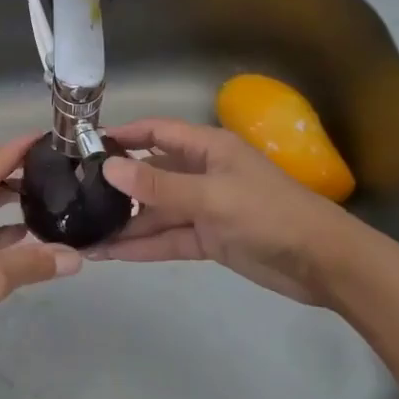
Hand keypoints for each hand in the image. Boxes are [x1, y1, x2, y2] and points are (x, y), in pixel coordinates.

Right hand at [95, 118, 350, 304]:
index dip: (122, 135)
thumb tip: (107, 168)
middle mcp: (200, 173)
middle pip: (149, 174)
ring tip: (82, 233)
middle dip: (115, 186)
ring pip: (154, 211)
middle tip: (73, 196)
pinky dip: (141, 246)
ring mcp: (203, 208)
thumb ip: (159, 185)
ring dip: (123, 222)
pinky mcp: (207, 239)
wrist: (325, 265)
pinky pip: (166, 238)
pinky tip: (109, 254)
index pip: (155, 132)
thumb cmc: (270, 215)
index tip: (83, 146)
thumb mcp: (212, 197)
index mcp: (206, 149)